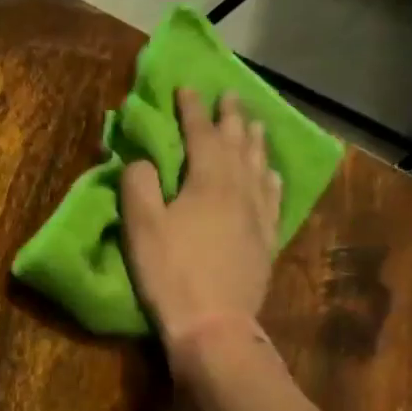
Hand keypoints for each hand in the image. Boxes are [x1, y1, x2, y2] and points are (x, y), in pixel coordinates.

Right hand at [119, 89, 281, 363]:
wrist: (214, 323)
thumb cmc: (171, 273)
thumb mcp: (141, 228)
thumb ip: (139, 186)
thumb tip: (142, 161)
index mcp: (208, 181)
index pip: (201, 134)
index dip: (193, 110)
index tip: (187, 87)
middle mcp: (240, 189)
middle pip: (238, 143)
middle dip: (231, 117)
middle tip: (230, 95)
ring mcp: (258, 214)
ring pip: (259, 164)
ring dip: (254, 139)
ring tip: (253, 123)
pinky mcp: (266, 238)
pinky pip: (272, 195)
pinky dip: (269, 175)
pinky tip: (268, 172)